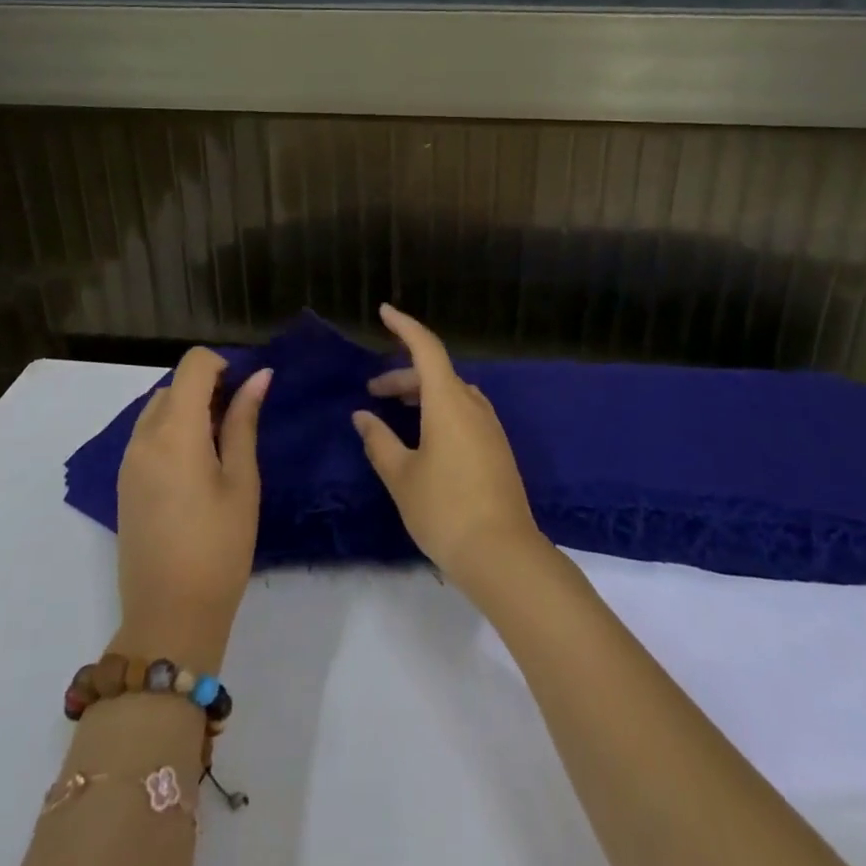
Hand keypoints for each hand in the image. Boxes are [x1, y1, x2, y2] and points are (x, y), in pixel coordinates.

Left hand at [114, 348, 270, 671]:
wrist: (168, 618)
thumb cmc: (219, 546)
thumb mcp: (242, 480)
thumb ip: (244, 421)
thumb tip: (259, 376)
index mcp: (174, 431)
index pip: (193, 365)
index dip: (223, 365)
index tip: (245, 393)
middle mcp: (143, 438)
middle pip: (175, 386)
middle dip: (208, 389)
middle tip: (239, 424)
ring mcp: (128, 462)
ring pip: (158, 409)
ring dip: (189, 410)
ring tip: (219, 449)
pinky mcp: (124, 485)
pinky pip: (147, 436)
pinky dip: (172, 432)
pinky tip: (196, 470)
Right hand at [353, 304, 546, 593]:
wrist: (503, 554)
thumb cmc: (444, 509)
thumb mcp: (401, 476)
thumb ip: (378, 441)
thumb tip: (363, 416)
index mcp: (448, 401)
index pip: (426, 348)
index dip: (404, 327)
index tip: (384, 312)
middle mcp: (473, 405)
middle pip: (436, 373)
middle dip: (403, 375)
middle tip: (373, 393)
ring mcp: (489, 427)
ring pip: (452, 394)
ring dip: (422, 394)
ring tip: (396, 414)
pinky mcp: (497, 449)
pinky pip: (464, 413)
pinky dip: (440, 411)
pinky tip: (425, 438)